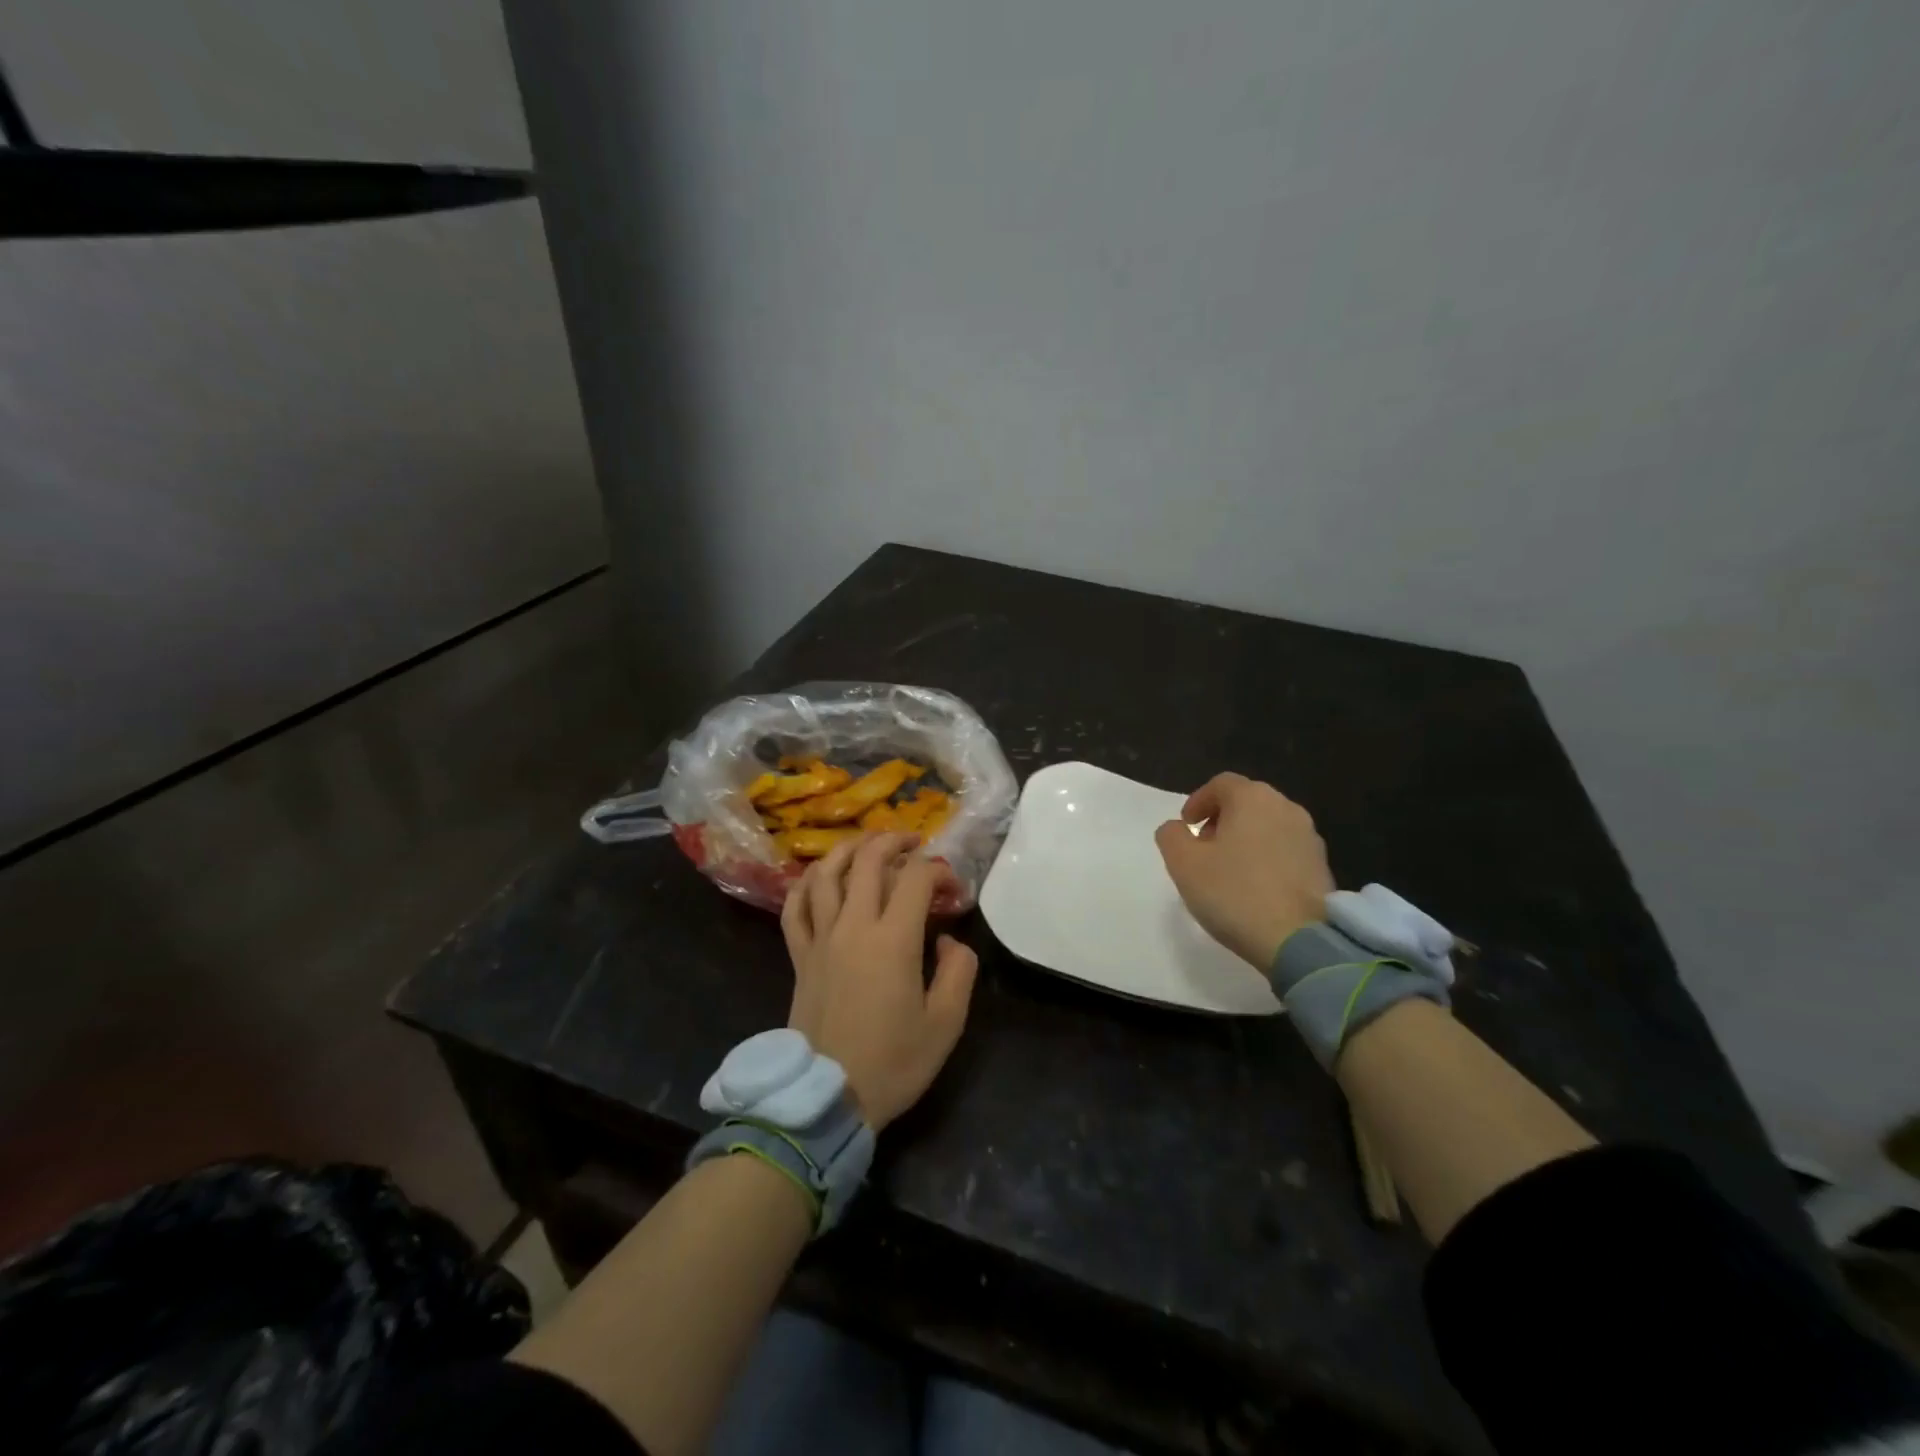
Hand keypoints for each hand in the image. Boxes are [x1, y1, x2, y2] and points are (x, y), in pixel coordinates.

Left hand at [780, 832, 977, 1130]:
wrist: (827, 1098)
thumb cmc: (893, 1063)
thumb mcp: (945, 1024)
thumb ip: (958, 971)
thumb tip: (948, 940)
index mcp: (894, 940)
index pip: (916, 878)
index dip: (939, 871)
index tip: (953, 889)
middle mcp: (853, 926)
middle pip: (868, 860)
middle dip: (895, 841)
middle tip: (914, 843)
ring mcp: (820, 938)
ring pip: (827, 873)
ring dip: (850, 849)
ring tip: (868, 844)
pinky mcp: (799, 956)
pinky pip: (795, 907)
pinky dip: (806, 884)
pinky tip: (819, 878)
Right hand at [1153, 772, 1334, 970]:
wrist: (1299, 940)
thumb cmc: (1234, 893)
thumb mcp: (1183, 863)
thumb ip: (1171, 836)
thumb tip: (1177, 828)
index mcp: (1252, 799)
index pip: (1221, 784)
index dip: (1198, 801)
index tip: (1186, 826)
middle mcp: (1285, 808)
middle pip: (1247, 802)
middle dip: (1221, 819)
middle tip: (1204, 847)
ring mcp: (1309, 837)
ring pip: (1268, 826)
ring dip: (1245, 839)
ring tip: (1228, 870)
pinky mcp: (1322, 866)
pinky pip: (1285, 850)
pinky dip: (1266, 858)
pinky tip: (1255, 887)